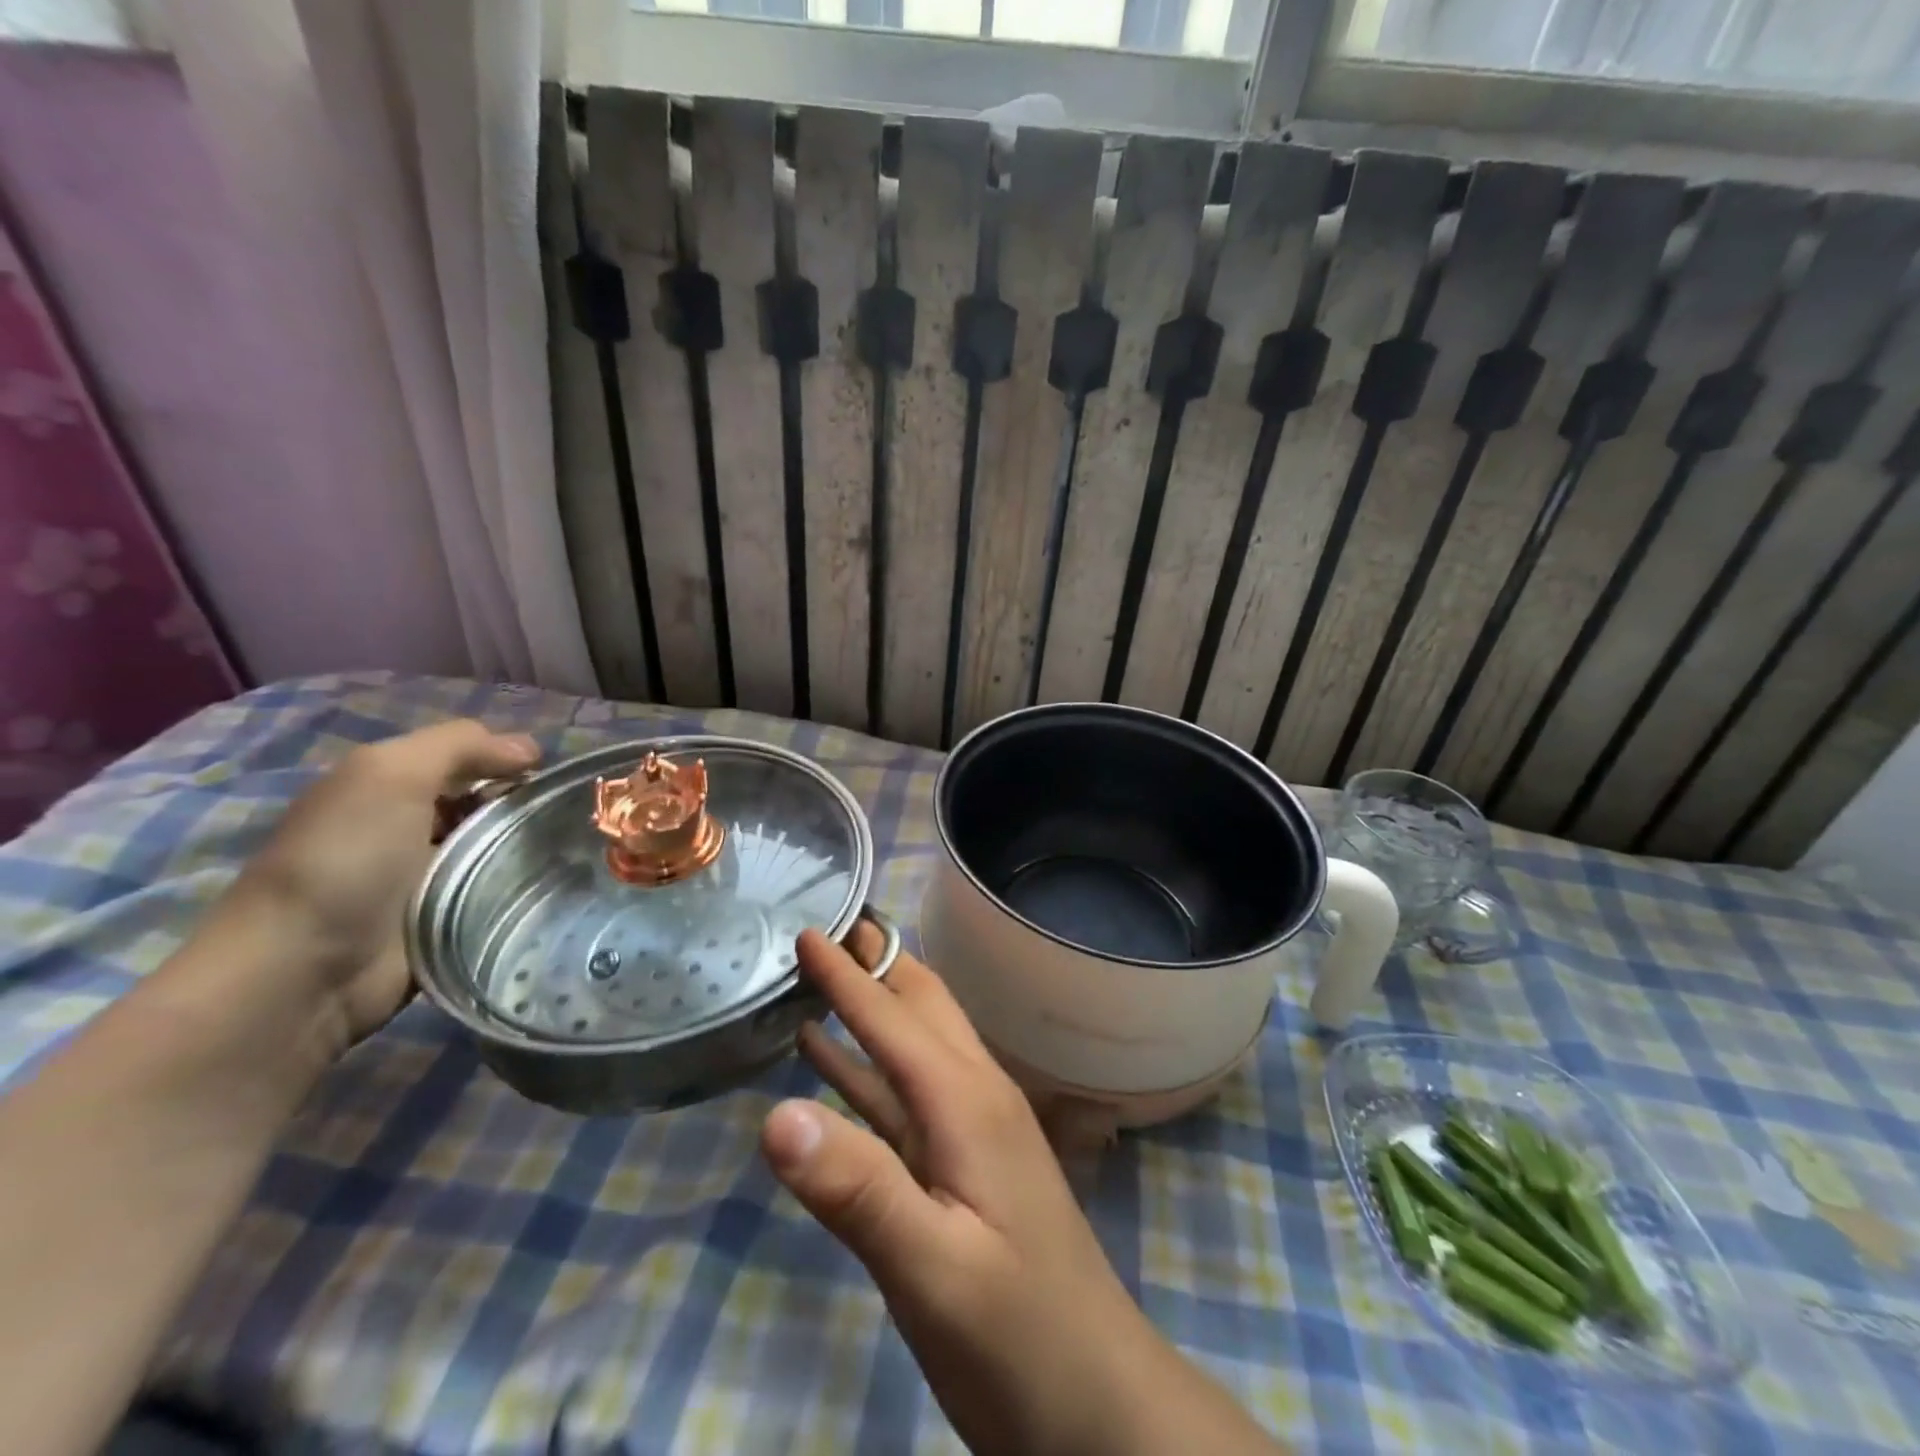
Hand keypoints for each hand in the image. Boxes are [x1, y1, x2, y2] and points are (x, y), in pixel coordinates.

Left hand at [215, 719, 538, 1054]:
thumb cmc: (346, 858)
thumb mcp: (390, 773)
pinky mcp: (455, 921)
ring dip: (536, 848)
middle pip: (492, 804)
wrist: (306, 971)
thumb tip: (530, 750)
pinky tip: (561, 884)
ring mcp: (436, 878)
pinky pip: (504, 894)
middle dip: (530, 805)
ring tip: (580, 850)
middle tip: (571, 816)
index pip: (470, 759)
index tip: (551, 777)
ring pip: (505, 848)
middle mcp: (415, 827)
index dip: (510, 760)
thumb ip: (459, 746)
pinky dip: (530, 889)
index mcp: (393, 787)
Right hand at [760, 930, 1283, 1455]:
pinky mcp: (961, 1166)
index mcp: (968, 1101)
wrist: (1095, 1403)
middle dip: (878, 964)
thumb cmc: (1016, 1335)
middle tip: (829, 927)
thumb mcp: (933, 1270)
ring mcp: (970, 1131)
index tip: (809, 930)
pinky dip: (866, 1070)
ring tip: (826, 975)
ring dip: (873, 1007)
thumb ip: (858, 1190)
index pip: (895, 1019)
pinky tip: (829, 1065)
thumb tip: (776, 1115)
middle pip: (921, 1008)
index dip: (848, 976)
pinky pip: (903, 1098)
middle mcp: (974, 1096)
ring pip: (913, 1046)